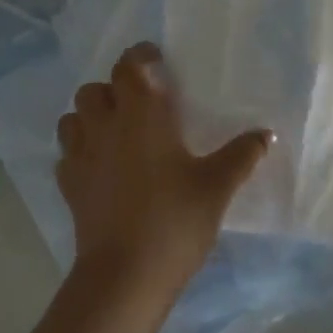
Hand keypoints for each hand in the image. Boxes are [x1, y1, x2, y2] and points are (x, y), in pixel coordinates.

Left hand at [57, 43, 272, 297]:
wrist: (125, 274)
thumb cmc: (174, 220)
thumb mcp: (216, 187)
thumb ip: (241, 155)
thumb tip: (265, 134)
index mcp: (141, 114)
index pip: (130, 67)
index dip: (140, 57)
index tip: (155, 60)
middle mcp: (105, 125)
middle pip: (95, 88)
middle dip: (113, 88)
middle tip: (138, 102)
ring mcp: (81, 155)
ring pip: (73, 117)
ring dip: (90, 116)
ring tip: (113, 130)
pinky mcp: (68, 184)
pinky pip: (66, 153)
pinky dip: (79, 150)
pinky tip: (98, 166)